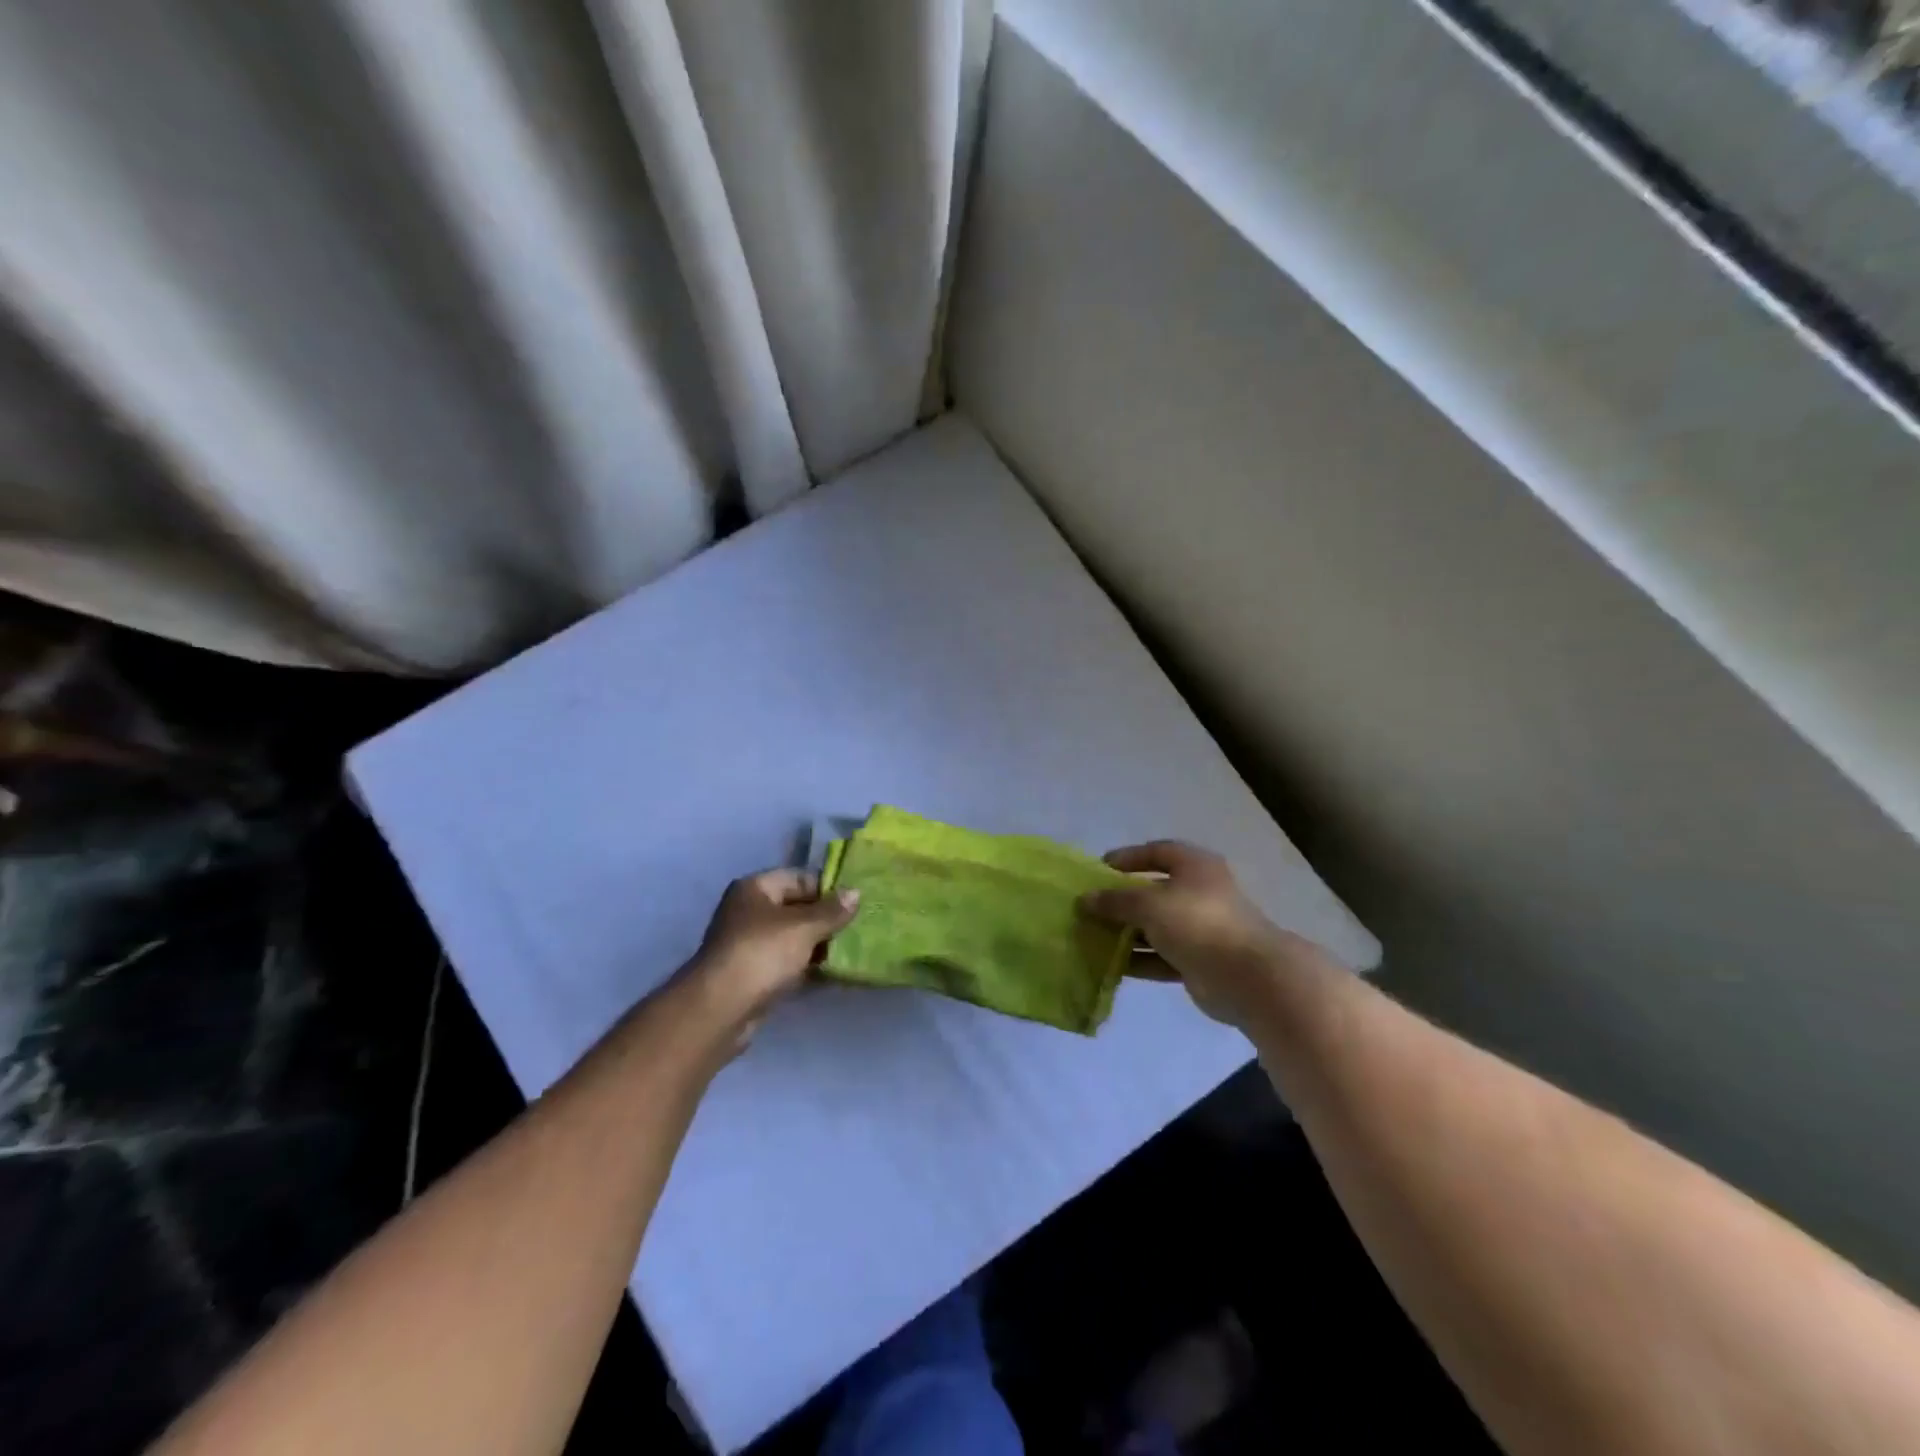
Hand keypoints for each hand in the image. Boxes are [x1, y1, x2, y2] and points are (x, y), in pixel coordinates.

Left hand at [685, 869, 859, 1041]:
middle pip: (797, 908)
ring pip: (794, 938)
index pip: (800, 878)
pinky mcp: (755, 974)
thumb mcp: (803, 927)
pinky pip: (789, 963)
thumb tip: (855, 892)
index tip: (857, 903)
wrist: (720, 1009)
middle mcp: (750, 911)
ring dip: (820, 945)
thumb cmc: (762, 954)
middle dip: (827, 919)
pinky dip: (809, 967)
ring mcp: (751, 945)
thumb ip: (832, 910)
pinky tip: (835, 974)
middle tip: (859, 928)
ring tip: (853, 951)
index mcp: (756, 888)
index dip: (828, 889)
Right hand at [1079, 841, 1327, 1027]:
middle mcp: (1200, 892)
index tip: (1099, 869)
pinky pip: (1161, 956)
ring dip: (1127, 932)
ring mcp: (1201, 929)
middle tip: (1092, 907)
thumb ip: (1115, 901)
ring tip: (1093, 937)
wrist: (1247, 976)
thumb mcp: (1149, 904)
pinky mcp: (1199, 961)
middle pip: (1154, 891)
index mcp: (1195, 867)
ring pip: (1156, 926)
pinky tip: (1112, 965)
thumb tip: (1085, 899)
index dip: (1129, 857)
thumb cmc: (1198, 923)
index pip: (1157, 852)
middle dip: (1123, 899)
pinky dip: (1139, 959)